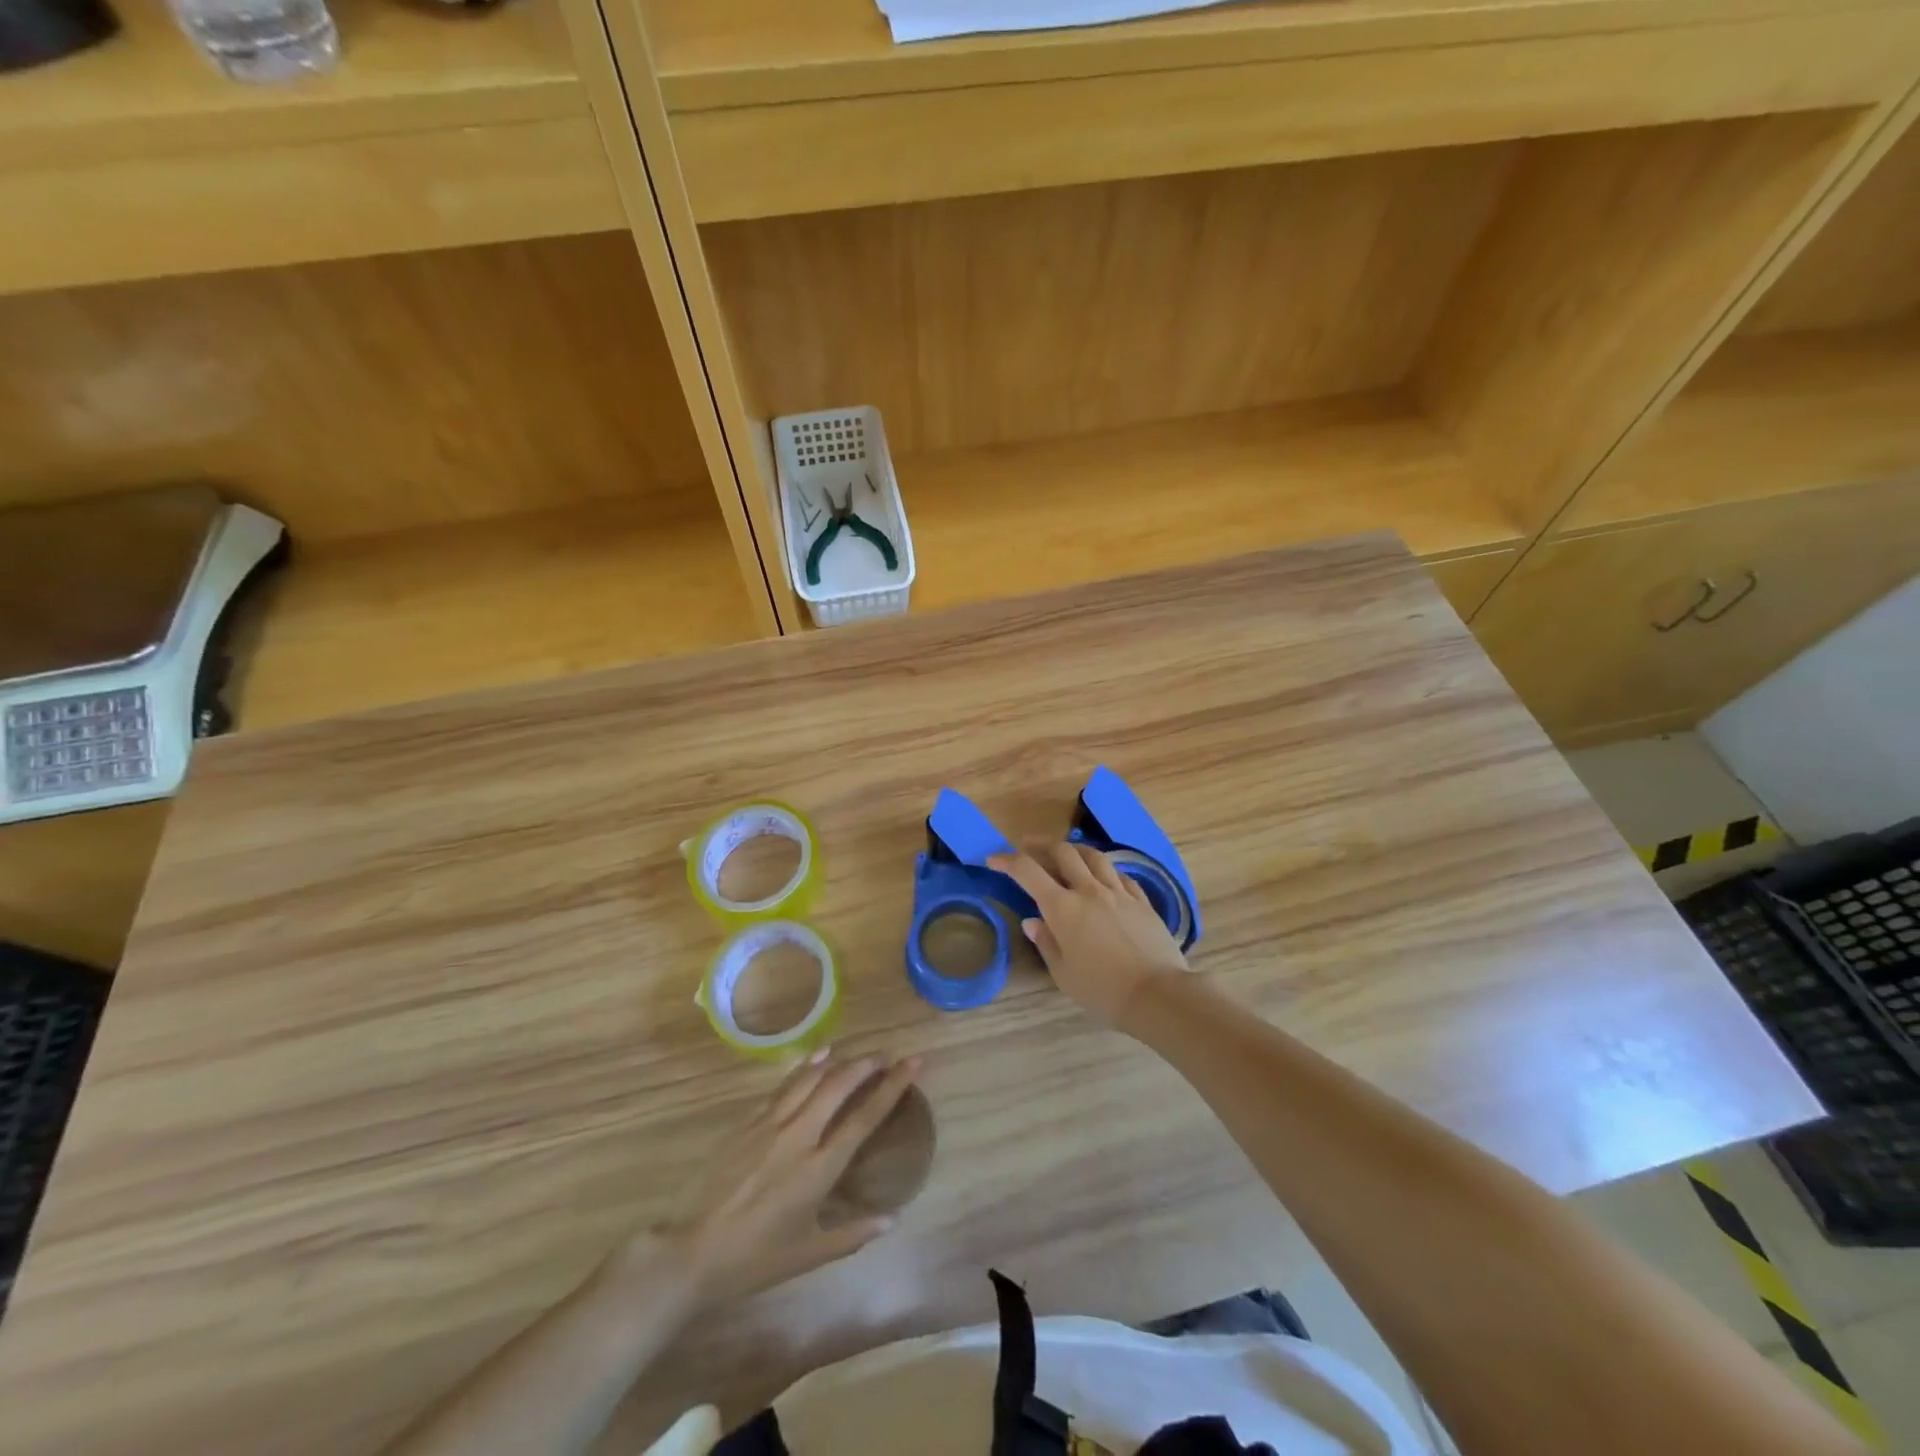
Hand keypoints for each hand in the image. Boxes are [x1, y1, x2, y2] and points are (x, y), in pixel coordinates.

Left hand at [659, 1050, 920, 1304]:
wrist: (690, 1252)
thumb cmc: (753, 1259)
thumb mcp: (807, 1254)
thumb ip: (852, 1233)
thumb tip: (892, 1219)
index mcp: (819, 1168)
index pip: (865, 1117)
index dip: (893, 1086)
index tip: (913, 1063)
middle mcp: (800, 1135)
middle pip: (840, 1085)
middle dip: (868, 1065)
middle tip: (888, 1054)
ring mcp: (771, 1123)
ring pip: (812, 1078)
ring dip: (840, 1061)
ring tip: (859, 1052)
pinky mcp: (748, 1121)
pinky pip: (785, 1085)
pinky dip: (807, 1067)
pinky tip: (817, 1057)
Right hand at [989, 842, 1189, 1029]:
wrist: (1157, 994)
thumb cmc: (1103, 990)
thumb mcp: (1064, 974)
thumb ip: (1047, 943)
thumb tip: (1032, 921)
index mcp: (1063, 908)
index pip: (1028, 871)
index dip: (1007, 861)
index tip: (993, 860)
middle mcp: (1089, 890)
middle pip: (1062, 852)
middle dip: (1040, 845)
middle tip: (1028, 848)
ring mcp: (1118, 892)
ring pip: (1093, 856)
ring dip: (1074, 850)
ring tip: (1066, 855)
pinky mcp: (1141, 900)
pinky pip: (1119, 874)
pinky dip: (1104, 870)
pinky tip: (1103, 878)